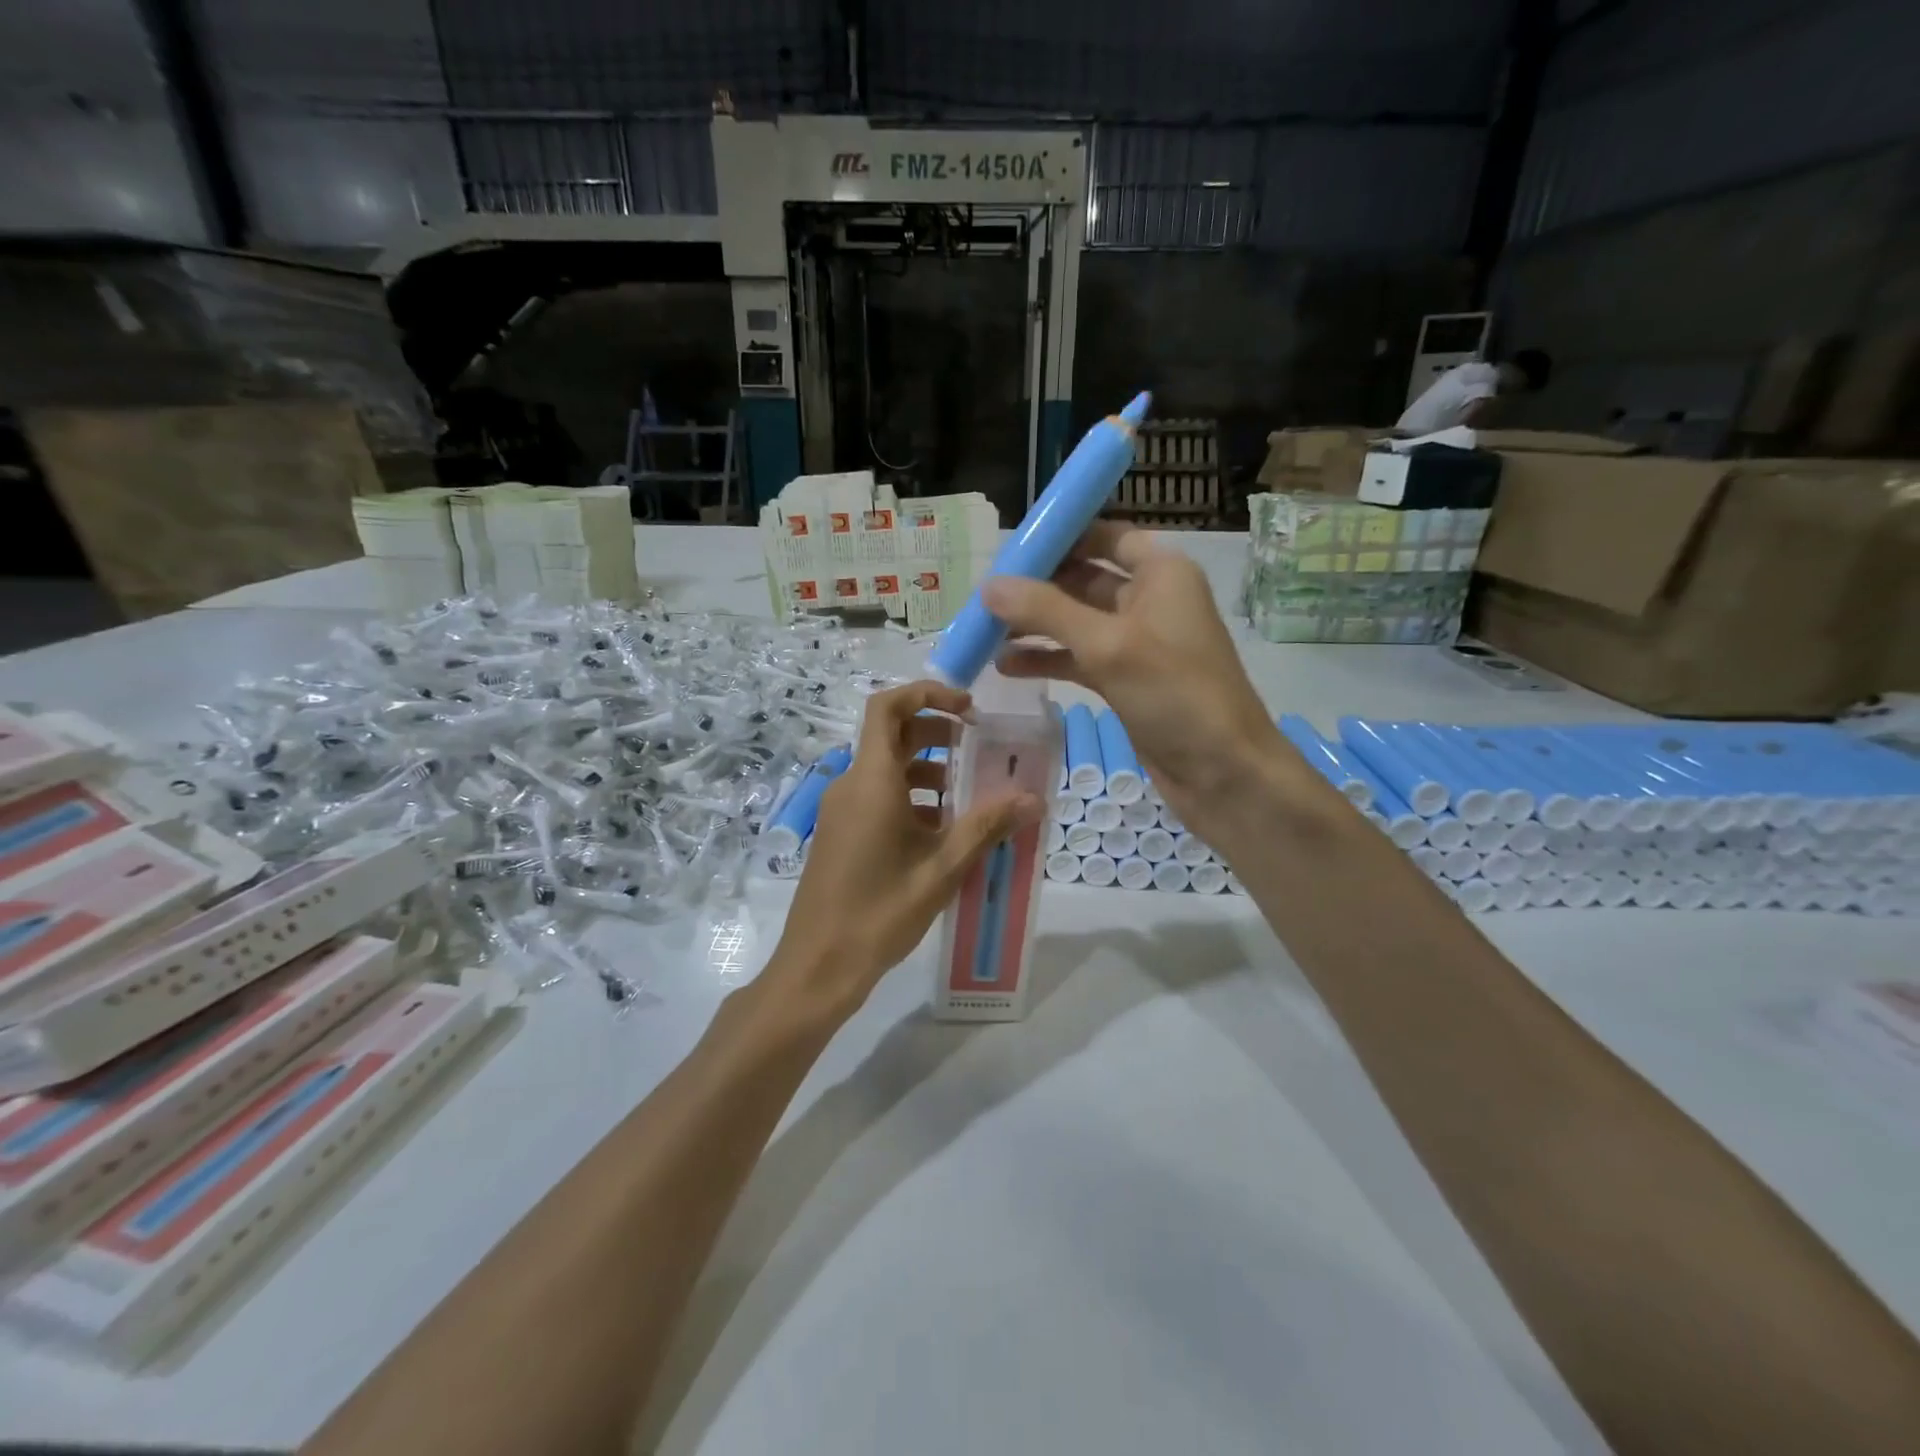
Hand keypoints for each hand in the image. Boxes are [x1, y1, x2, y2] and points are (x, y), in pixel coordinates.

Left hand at [772, 681, 1040, 1016]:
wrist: (818, 965)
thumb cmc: (880, 912)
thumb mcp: (942, 868)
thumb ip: (987, 826)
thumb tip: (1034, 798)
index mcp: (872, 781)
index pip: (888, 706)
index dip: (928, 694)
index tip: (969, 709)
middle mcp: (851, 785)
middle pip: (892, 735)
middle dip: (937, 734)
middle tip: (978, 751)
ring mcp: (841, 810)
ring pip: (887, 769)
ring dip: (927, 771)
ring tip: (968, 799)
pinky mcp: (840, 833)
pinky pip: (877, 796)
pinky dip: (911, 798)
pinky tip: (940, 833)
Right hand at [983, 521, 1282, 840]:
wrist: (1223, 772)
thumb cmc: (1175, 694)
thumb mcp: (1107, 645)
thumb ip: (1046, 611)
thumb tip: (988, 586)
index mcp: (1161, 574)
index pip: (1106, 537)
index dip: (1062, 538)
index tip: (1012, 548)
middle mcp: (1150, 600)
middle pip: (1084, 579)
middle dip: (1037, 587)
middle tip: (984, 596)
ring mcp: (1137, 643)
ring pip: (1077, 622)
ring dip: (1036, 627)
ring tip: (985, 633)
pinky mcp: (1126, 680)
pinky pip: (1079, 659)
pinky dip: (1048, 660)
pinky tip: (1007, 667)